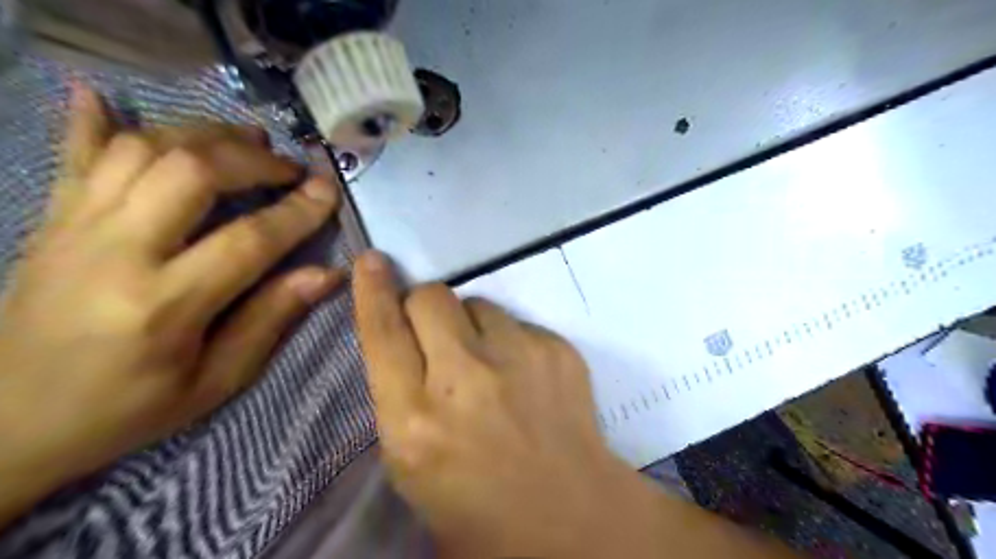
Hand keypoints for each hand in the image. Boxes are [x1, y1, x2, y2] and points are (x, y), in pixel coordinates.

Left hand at [0, 86, 343, 526]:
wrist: (5, 425)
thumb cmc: (126, 410)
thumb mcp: (216, 380)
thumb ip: (271, 319)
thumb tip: (328, 274)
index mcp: (164, 306)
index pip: (248, 240)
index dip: (297, 211)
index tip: (328, 190)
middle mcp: (115, 253)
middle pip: (191, 172)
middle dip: (253, 160)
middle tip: (290, 168)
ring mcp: (74, 228)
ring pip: (142, 149)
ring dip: (202, 134)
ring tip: (244, 141)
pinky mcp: (50, 221)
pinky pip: (73, 156)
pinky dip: (93, 120)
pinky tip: (106, 95)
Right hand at [349, 251, 654, 558]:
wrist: (569, 516)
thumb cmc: (478, 504)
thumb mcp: (412, 462)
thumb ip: (401, 398)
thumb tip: (405, 343)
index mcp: (415, 420)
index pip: (383, 333)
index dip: (373, 291)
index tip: (372, 261)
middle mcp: (463, 379)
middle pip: (431, 298)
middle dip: (425, 307)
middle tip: (438, 334)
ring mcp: (516, 358)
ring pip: (478, 303)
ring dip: (473, 325)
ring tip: (489, 363)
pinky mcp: (555, 349)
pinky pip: (518, 323)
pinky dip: (511, 341)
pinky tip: (524, 376)